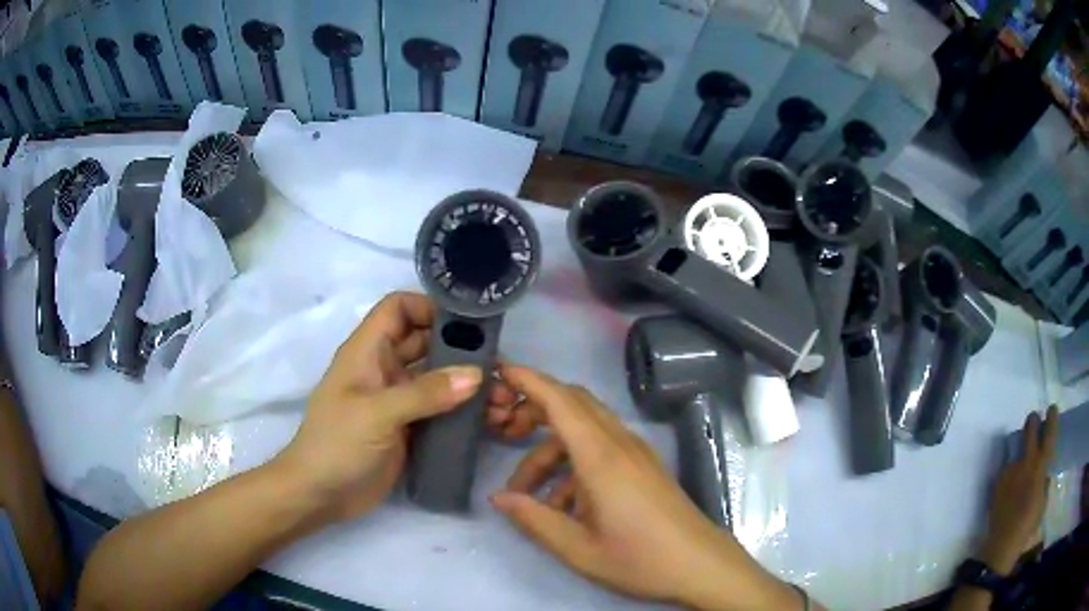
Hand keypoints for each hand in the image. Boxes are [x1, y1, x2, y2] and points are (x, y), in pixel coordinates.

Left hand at [275, 292, 536, 522]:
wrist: (321, 495)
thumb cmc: (337, 444)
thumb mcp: (376, 414)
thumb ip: (425, 393)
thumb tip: (476, 376)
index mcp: (367, 351)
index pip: (398, 309)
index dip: (429, 307)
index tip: (469, 323)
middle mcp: (384, 369)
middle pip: (426, 342)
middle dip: (462, 349)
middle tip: (502, 365)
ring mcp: (397, 400)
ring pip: (438, 378)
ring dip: (468, 383)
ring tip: (503, 398)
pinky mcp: (409, 428)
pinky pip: (441, 409)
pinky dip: (464, 410)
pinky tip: (490, 420)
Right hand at [489, 365, 801, 610]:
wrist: (700, 566)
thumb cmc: (640, 560)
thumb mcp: (578, 549)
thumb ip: (534, 520)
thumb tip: (498, 497)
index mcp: (602, 457)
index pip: (560, 401)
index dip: (528, 380)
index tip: (497, 370)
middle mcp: (620, 444)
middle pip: (573, 404)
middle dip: (534, 409)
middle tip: (502, 431)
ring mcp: (635, 453)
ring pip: (584, 429)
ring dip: (550, 449)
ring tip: (527, 493)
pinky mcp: (643, 466)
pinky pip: (600, 448)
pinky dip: (573, 463)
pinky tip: (561, 505)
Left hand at [980, 406, 1059, 573]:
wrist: (1002, 544)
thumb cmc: (1027, 526)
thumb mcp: (1043, 502)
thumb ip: (1044, 482)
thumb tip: (1043, 473)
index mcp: (1041, 465)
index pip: (1050, 430)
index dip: (1052, 416)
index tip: (1052, 410)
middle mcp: (1026, 460)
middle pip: (1030, 424)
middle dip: (1033, 421)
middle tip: (1034, 427)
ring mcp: (1010, 468)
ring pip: (1016, 441)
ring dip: (1020, 444)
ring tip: (1021, 456)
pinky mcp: (997, 479)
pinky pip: (1004, 462)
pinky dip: (1009, 464)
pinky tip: (1010, 476)